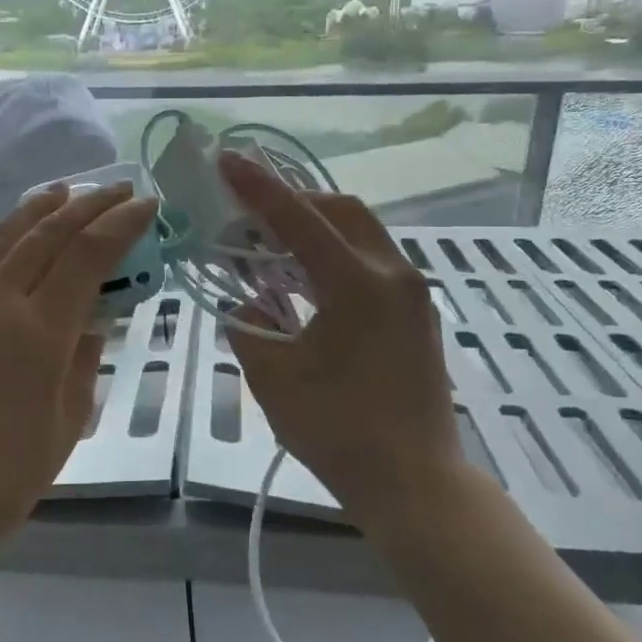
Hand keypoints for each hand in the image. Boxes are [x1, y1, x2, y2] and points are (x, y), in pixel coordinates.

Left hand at [0, 183, 158, 571]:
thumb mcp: (70, 418)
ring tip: (60, 192)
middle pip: (42, 236)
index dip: (120, 224)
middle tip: (113, 186)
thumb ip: (84, 355)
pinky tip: (10, 251)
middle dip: (84, 205)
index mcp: (36, 333)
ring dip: (33, 212)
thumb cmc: (11, 476)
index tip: (146, 203)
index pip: (87, 257)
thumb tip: (91, 316)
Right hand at [219, 150, 464, 532]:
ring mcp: (411, 294)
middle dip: (292, 201)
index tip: (226, 159)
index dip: (257, 187)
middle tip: (248, 211)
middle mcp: (392, 274)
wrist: (415, 483)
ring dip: (314, 229)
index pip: (298, 218)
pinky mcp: (415, 314)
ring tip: (269, 244)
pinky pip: (370, 262)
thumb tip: (246, 302)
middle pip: (340, 210)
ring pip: (359, 234)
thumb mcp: (274, 376)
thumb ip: (249, 326)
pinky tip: (304, 280)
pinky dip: (333, 256)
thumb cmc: (338, 430)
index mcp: (358, 283)